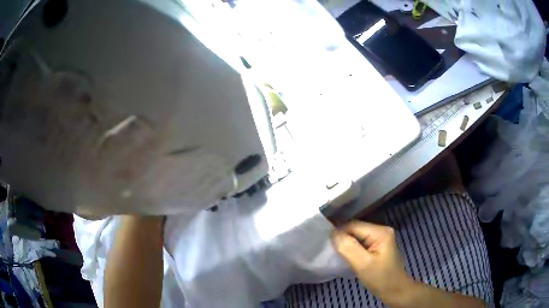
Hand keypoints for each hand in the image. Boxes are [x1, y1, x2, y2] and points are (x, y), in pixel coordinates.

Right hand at [331, 221, 413, 304]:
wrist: (394, 291)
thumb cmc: (380, 278)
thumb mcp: (362, 264)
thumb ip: (347, 247)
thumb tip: (332, 232)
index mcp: (380, 231)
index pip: (353, 225)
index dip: (339, 234)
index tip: (329, 246)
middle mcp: (381, 230)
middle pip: (354, 229)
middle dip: (343, 240)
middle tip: (334, 253)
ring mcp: (380, 238)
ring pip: (356, 236)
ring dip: (347, 245)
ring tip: (339, 256)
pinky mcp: (377, 246)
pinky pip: (360, 243)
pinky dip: (352, 249)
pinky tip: (348, 257)